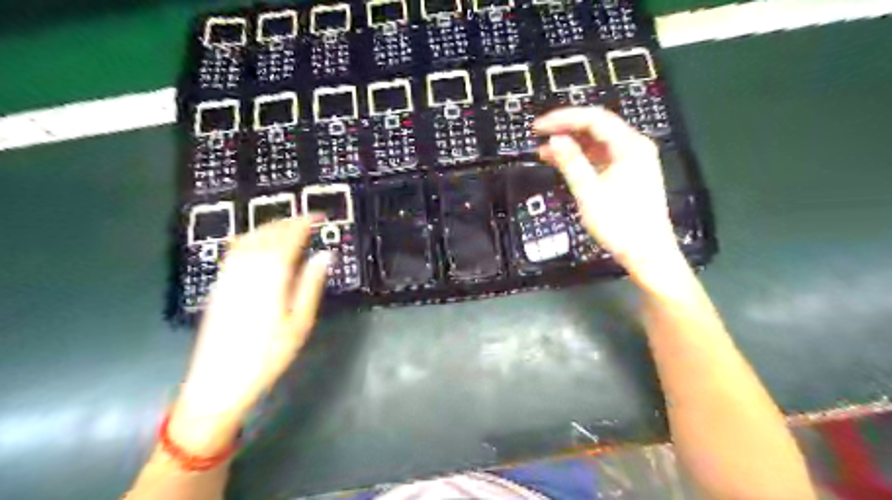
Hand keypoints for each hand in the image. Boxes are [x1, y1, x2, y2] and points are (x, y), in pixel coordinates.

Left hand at [170, 217, 329, 450]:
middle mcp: (246, 270)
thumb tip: (325, 255)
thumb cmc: (268, 355)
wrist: (218, 382)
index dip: (303, 223)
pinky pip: (235, 250)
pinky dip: (251, 237)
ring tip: (288, 226)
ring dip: (269, 227)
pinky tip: (260, 243)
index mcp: (270, 277)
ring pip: (248, 239)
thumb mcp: (299, 322)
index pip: (288, 239)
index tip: (318, 216)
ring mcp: (228, 276)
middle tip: (307, 219)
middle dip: (287, 222)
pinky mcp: (218, 285)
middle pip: (266, 234)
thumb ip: (311, 284)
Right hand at [532, 105, 680, 269]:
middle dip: (566, 129)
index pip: (594, 119)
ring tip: (544, 150)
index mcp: (630, 146)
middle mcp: (634, 147)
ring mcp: (632, 160)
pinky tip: (562, 162)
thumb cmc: (620, 224)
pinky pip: (601, 158)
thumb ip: (571, 162)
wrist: (647, 253)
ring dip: (571, 145)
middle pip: (597, 127)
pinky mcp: (627, 174)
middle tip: (539, 134)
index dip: (563, 118)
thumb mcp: (590, 192)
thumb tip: (554, 139)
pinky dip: (581, 158)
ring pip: (597, 143)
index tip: (538, 127)